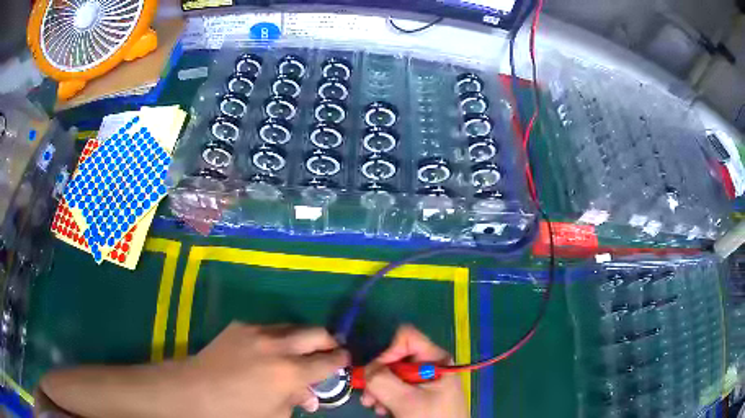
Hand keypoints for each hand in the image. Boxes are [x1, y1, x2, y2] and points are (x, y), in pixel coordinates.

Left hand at [182, 323, 348, 416]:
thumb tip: (310, 396)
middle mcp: (278, 346)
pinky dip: (277, 338)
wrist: (195, 390)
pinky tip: (267, 351)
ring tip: (299, 351)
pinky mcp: (241, 326)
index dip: (341, 359)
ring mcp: (257, 332)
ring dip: (302, 338)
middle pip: (315, 332)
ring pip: (292, 326)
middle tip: (328, 351)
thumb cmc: (237, 411)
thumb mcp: (275, 415)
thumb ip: (296, 402)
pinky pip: (268, 328)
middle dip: (328, 341)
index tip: (345, 360)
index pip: (328, 360)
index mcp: (290, 373)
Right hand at [360, 325, 466, 417]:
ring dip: (379, 390)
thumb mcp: (406, 401)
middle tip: (369, 397)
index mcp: (435, 359)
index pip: (406, 338)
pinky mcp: (419, 393)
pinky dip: (386, 397)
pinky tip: (384, 410)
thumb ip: (383, 381)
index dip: (388, 352)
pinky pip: (396, 387)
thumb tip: (366, 369)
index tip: (378, 374)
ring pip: (392, 374)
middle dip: (378, 377)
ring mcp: (424, 379)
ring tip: (375, 407)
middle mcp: (430, 365)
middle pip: (395, 357)